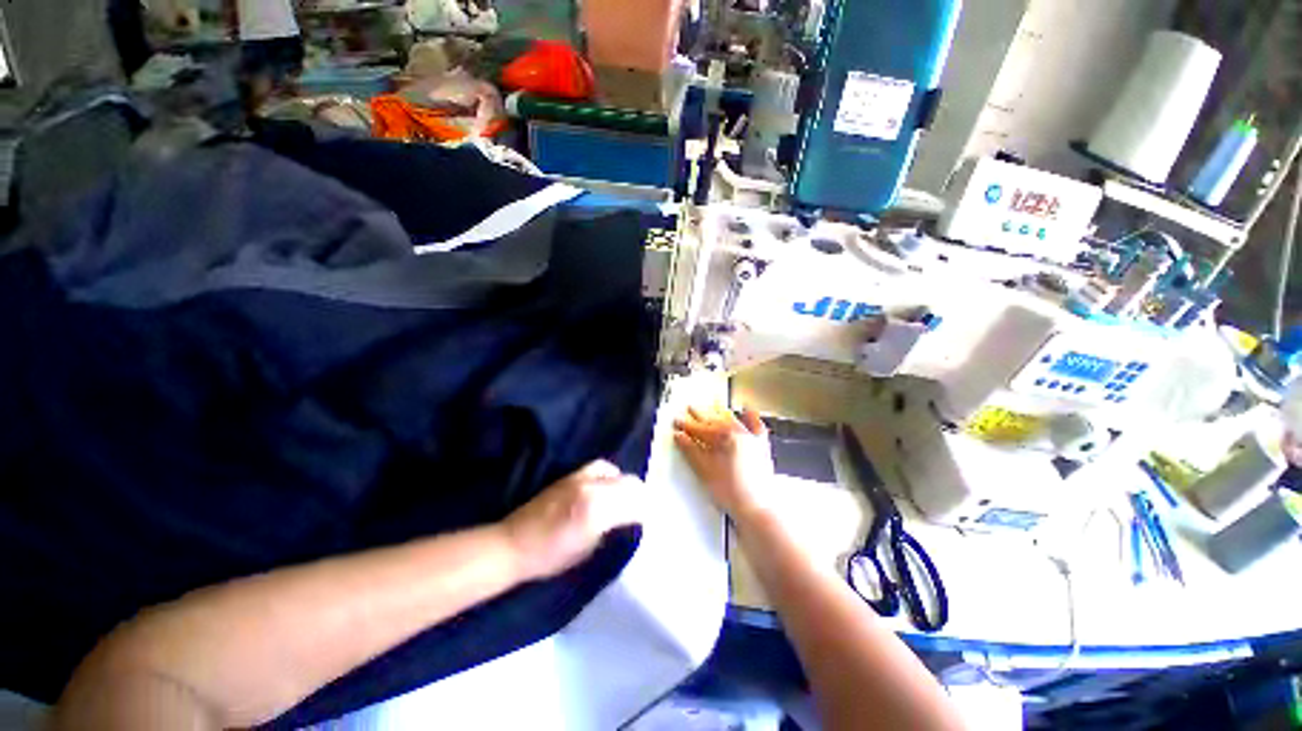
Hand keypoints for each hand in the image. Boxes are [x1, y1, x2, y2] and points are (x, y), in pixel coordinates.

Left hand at [502, 461, 642, 582]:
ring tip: (624, 498)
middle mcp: (592, 487)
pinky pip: (601, 468)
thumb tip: (630, 519)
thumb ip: (613, 529)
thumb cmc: (551, 556)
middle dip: (640, 497)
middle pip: (630, 483)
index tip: (648, 521)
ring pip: (616, 472)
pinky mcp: (571, 474)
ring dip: (625, 484)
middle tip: (641, 511)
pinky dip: (611, 476)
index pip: (635, 502)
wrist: (514, 543)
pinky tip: (607, 487)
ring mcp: (580, 477)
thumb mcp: (588, 549)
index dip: (646, 512)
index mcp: (597, 510)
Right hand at [673, 406, 773, 518]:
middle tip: (690, 409)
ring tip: (712, 406)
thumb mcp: (705, 471)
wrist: (757, 508)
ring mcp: (752, 439)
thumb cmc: (733, 492)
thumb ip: (691, 451)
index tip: (678, 422)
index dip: (687, 425)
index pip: (700, 428)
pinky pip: (757, 426)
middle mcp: (739, 433)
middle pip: (715, 420)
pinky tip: (747, 410)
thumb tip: (680, 437)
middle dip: (701, 415)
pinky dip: (751, 417)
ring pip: (733, 420)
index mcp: (724, 437)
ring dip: (720, 413)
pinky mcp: (761, 447)